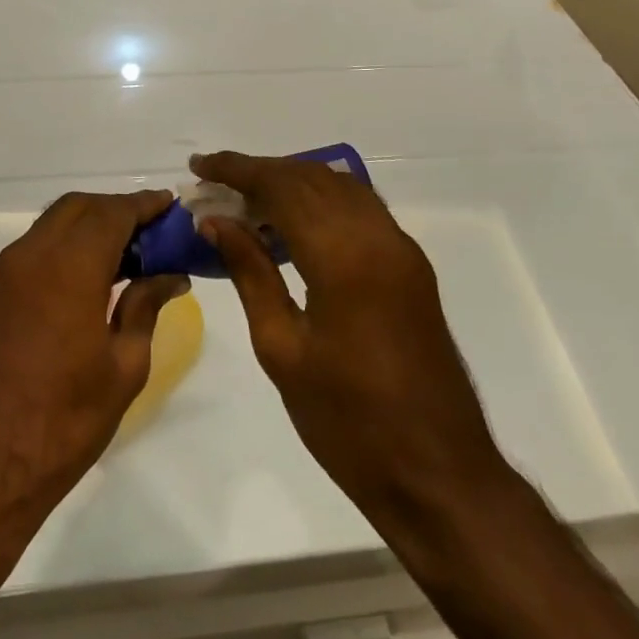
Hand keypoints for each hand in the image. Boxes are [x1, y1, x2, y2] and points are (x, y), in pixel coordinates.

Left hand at [0, 191, 188, 511]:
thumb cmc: (63, 421)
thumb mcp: (123, 368)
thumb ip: (145, 307)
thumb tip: (170, 276)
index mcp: (68, 268)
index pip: (112, 213)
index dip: (144, 204)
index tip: (171, 205)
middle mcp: (30, 256)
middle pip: (77, 207)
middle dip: (116, 209)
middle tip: (151, 231)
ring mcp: (4, 274)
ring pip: (52, 225)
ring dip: (89, 226)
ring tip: (127, 254)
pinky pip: (35, 250)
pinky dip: (65, 246)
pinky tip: (90, 277)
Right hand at [190, 152, 499, 524]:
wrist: (437, 474)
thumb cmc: (348, 422)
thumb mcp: (282, 348)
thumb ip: (250, 273)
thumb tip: (216, 222)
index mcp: (344, 257)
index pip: (282, 187)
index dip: (238, 170)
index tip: (200, 165)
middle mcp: (378, 237)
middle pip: (312, 178)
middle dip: (261, 172)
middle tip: (216, 186)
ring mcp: (401, 250)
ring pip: (340, 188)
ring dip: (292, 183)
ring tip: (246, 201)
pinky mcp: (411, 267)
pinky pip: (361, 211)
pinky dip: (322, 202)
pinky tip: (291, 225)